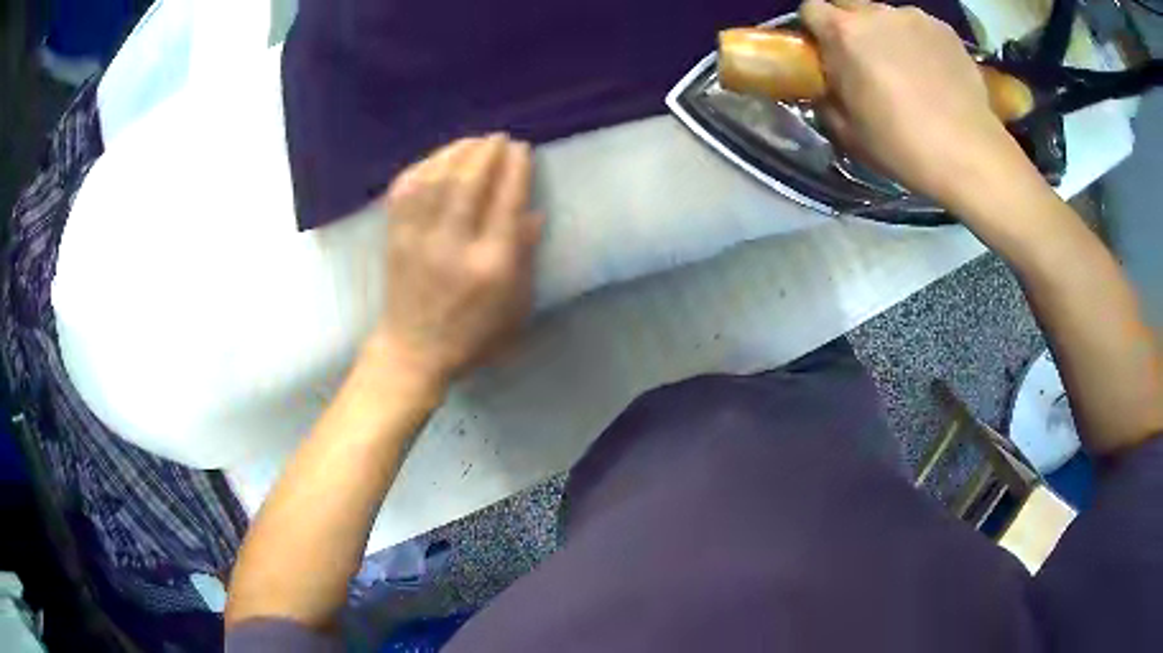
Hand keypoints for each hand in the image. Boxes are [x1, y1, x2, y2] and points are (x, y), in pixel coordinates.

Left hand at [368, 135, 541, 389]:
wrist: (412, 351)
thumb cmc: (472, 336)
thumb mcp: (514, 307)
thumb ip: (524, 257)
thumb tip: (534, 213)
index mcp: (489, 265)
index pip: (505, 203)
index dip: (515, 169)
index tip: (522, 149)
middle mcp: (452, 245)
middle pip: (469, 183)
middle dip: (486, 152)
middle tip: (499, 137)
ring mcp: (417, 239)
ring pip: (436, 180)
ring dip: (456, 152)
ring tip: (473, 140)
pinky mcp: (394, 238)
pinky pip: (405, 191)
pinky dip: (422, 167)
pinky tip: (437, 159)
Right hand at [799, 0, 1032, 208]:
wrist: (970, 155)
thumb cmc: (902, 146)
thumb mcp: (848, 132)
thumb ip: (828, 97)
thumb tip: (829, 87)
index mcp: (844, 32)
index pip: (811, 9)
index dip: (816, 31)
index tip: (827, 55)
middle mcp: (876, 13)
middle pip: (850, 8)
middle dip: (852, 30)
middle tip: (868, 65)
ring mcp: (915, 17)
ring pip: (888, 18)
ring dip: (888, 36)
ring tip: (909, 72)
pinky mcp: (946, 30)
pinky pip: (920, 29)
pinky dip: (920, 44)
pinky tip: (935, 74)